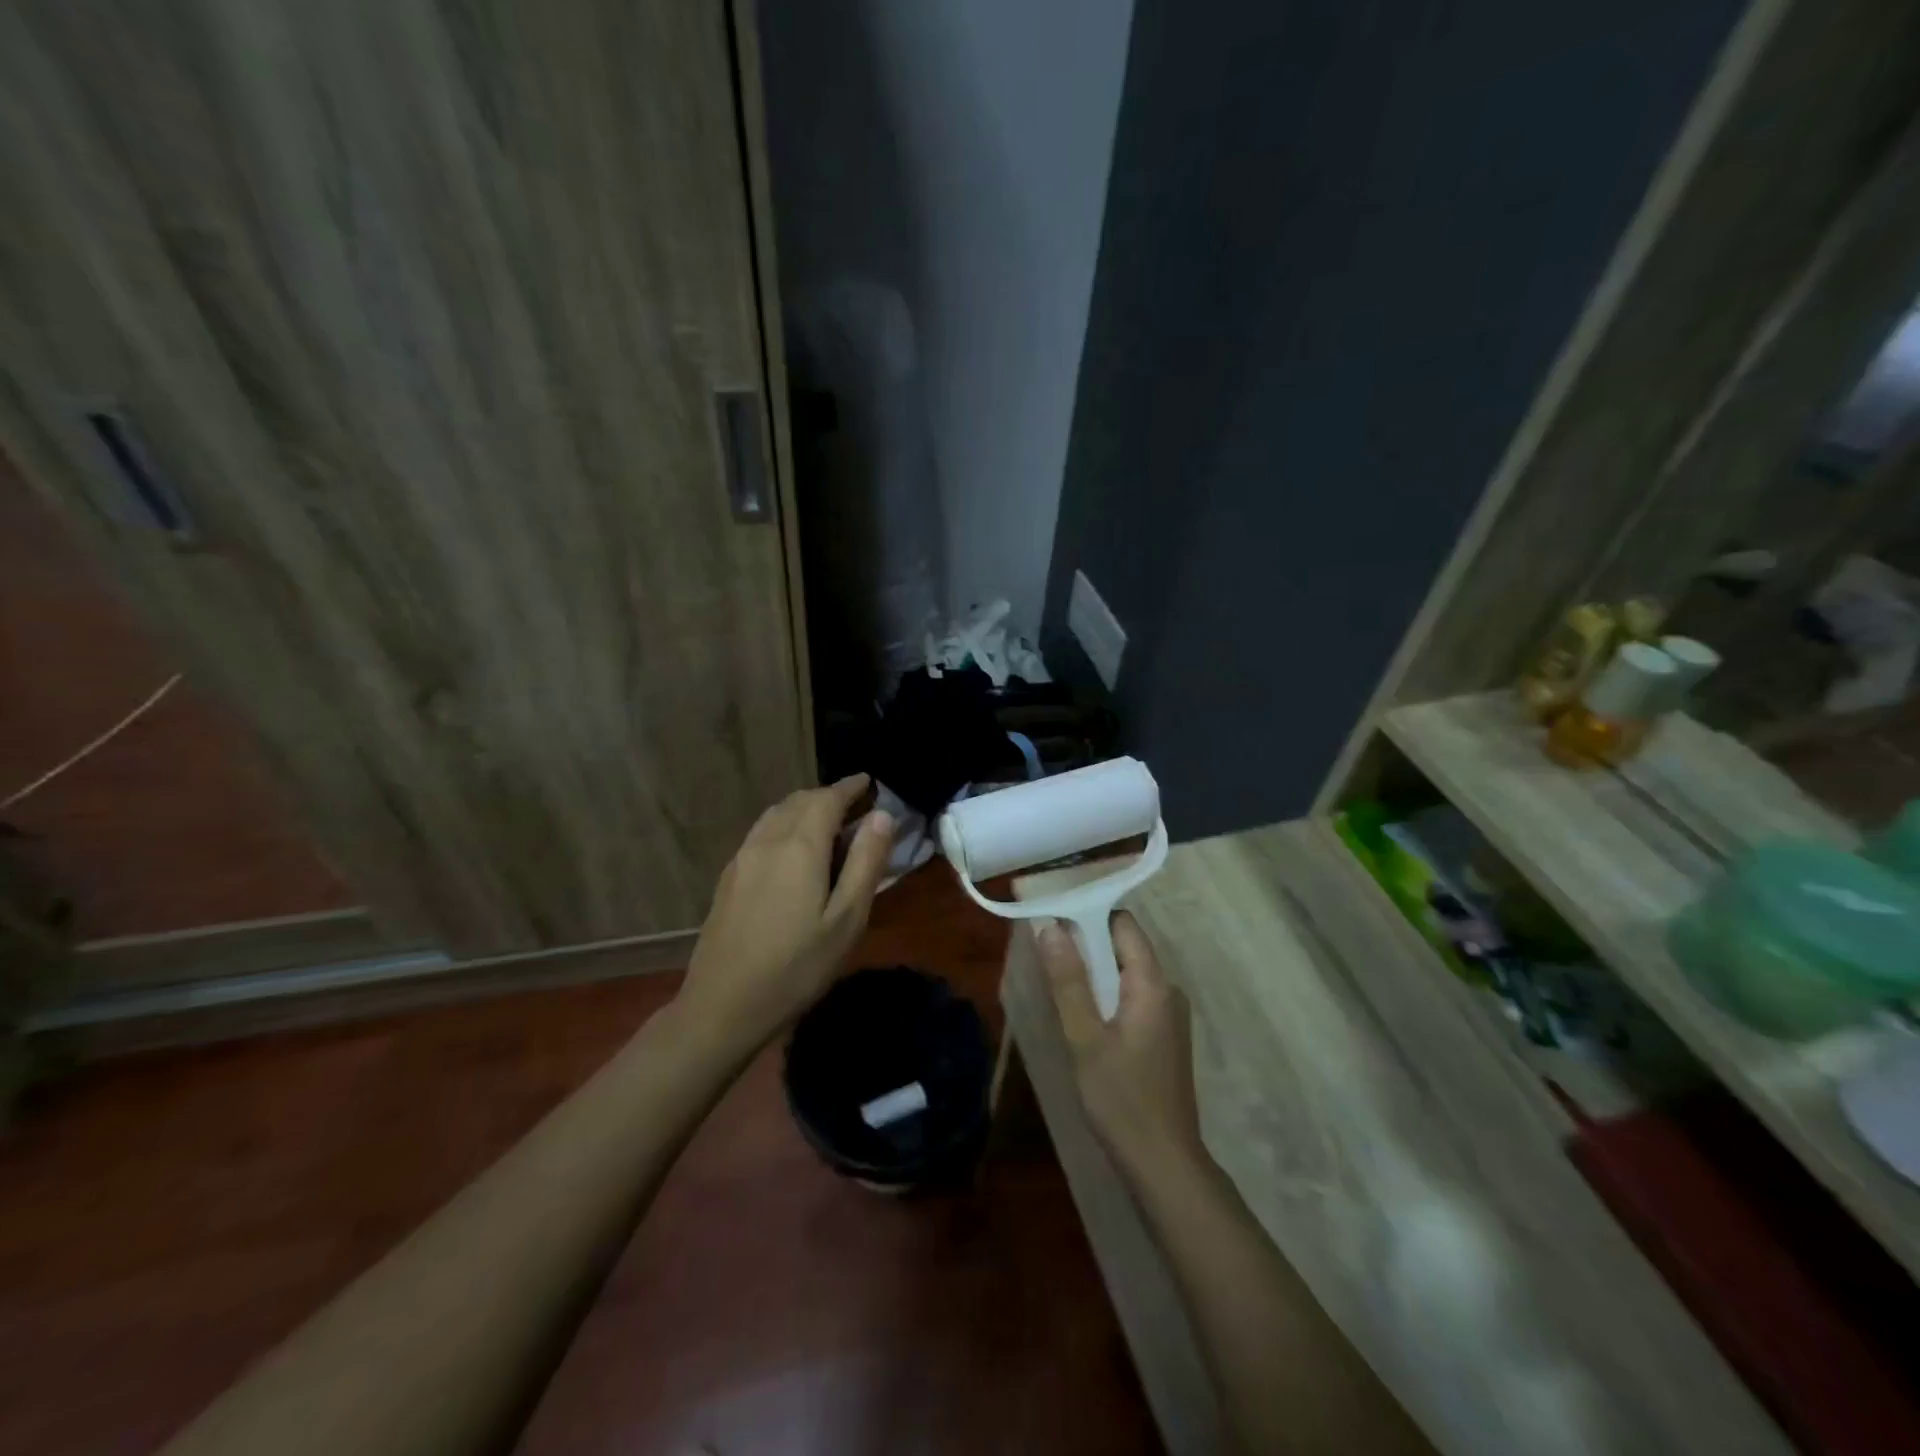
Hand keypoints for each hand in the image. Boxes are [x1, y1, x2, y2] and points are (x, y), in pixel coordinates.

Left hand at [677, 774, 893, 1052]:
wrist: (723, 1006)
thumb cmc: (797, 967)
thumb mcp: (847, 920)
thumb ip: (866, 862)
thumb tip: (882, 816)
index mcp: (800, 846)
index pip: (828, 798)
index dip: (850, 787)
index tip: (869, 782)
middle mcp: (767, 840)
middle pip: (799, 800)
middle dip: (828, 796)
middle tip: (855, 807)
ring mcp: (742, 858)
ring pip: (776, 814)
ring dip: (804, 809)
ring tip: (827, 825)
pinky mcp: (728, 877)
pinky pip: (761, 833)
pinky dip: (784, 825)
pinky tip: (793, 851)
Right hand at [1037, 911, 1203, 1182]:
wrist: (1164, 1165)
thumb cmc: (1121, 1099)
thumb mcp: (1085, 1038)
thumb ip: (1068, 981)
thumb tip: (1049, 927)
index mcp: (1153, 983)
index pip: (1123, 924)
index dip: (1088, 916)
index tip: (1052, 922)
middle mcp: (1167, 990)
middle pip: (1124, 947)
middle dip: (1086, 946)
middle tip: (1046, 956)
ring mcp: (1169, 1015)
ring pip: (1126, 974)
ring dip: (1094, 974)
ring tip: (1059, 987)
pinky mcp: (1164, 1037)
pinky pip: (1132, 997)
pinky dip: (1107, 997)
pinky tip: (1084, 1019)